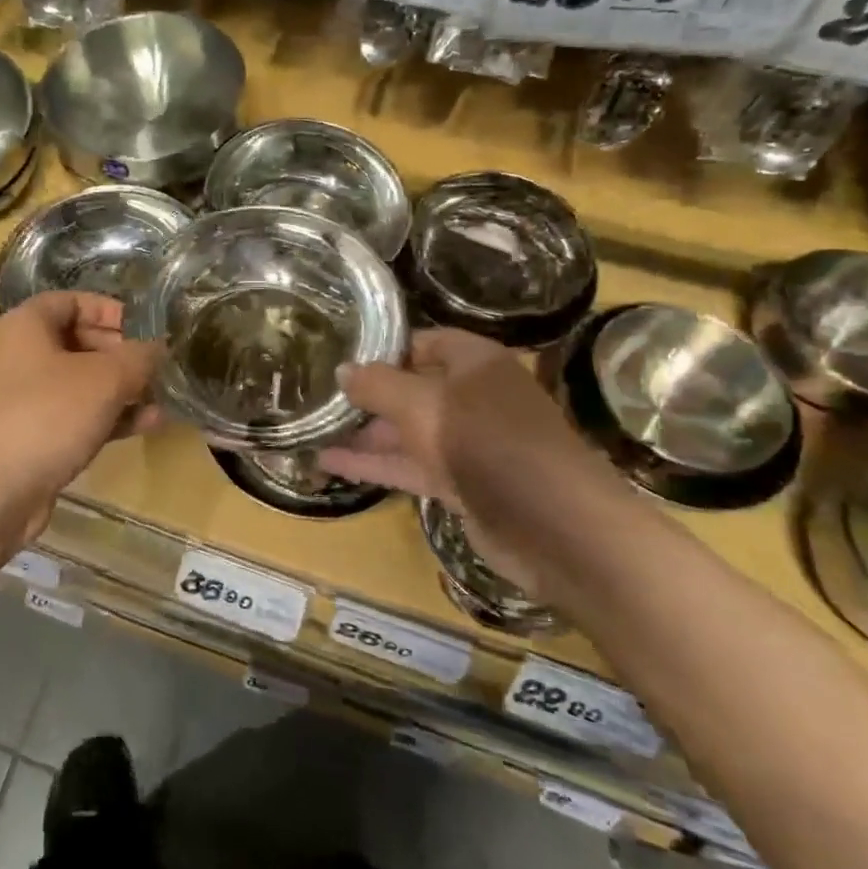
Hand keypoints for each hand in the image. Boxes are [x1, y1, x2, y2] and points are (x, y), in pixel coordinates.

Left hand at [0, 292, 160, 552]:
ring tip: (159, 397)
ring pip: (76, 382)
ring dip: (119, 388)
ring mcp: (17, 399)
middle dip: (120, 353)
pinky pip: (70, 415)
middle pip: (75, 341)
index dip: (110, 310)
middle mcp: (14, 356)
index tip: (144, 327)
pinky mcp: (25, 436)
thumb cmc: (47, 417)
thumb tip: (158, 348)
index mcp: (23, 327)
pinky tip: (145, 424)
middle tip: (154, 366)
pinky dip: (104, 416)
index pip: (70, 301)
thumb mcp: (105, 380)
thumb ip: (138, 357)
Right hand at [319, 329, 596, 593]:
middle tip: (317, 395)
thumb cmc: (487, 443)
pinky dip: (374, 464)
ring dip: (364, 432)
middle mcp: (473, 398)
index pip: (423, 342)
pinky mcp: (463, 483)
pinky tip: (330, 463)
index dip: (383, 348)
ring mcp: (469, 443)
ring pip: (408, 431)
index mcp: (475, 363)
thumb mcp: (421, 405)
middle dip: (368, 394)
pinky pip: (411, 466)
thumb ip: (376, 385)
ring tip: (312, 429)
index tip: (339, 355)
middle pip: (413, 388)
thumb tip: (341, 369)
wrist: (554, 526)